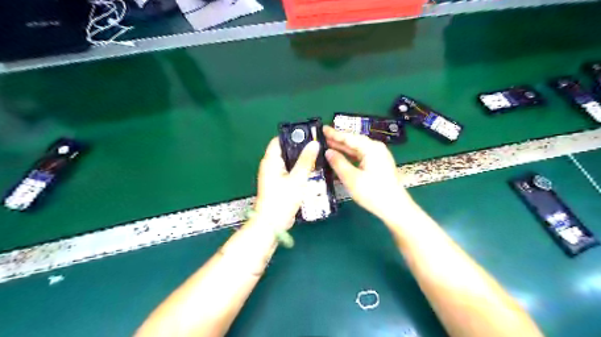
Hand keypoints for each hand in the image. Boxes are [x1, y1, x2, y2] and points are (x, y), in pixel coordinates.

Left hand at [254, 136, 321, 228]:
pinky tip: (310, 171)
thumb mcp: (297, 179)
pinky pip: (288, 171)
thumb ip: (306, 160)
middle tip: (316, 146)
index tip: (308, 135)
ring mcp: (273, 175)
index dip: (292, 135)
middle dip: (299, 148)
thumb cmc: (282, 200)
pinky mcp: (278, 184)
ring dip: (300, 160)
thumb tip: (314, 143)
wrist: (272, 223)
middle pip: (284, 150)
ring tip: (315, 156)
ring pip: (288, 162)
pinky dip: (298, 169)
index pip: (279, 140)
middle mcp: (269, 166)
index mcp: (270, 161)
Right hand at [324, 125, 417, 221]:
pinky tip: (340, 158)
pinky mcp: (378, 165)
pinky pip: (361, 157)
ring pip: (357, 150)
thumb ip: (338, 163)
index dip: (335, 134)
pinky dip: (350, 157)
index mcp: (371, 148)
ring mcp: (378, 157)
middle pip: (354, 142)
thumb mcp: (352, 178)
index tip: (322, 129)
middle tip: (322, 137)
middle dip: (338, 140)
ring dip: (343, 149)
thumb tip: (328, 152)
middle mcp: (376, 149)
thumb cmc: (373, 193)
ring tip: (327, 145)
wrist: (395, 208)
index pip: (350, 137)